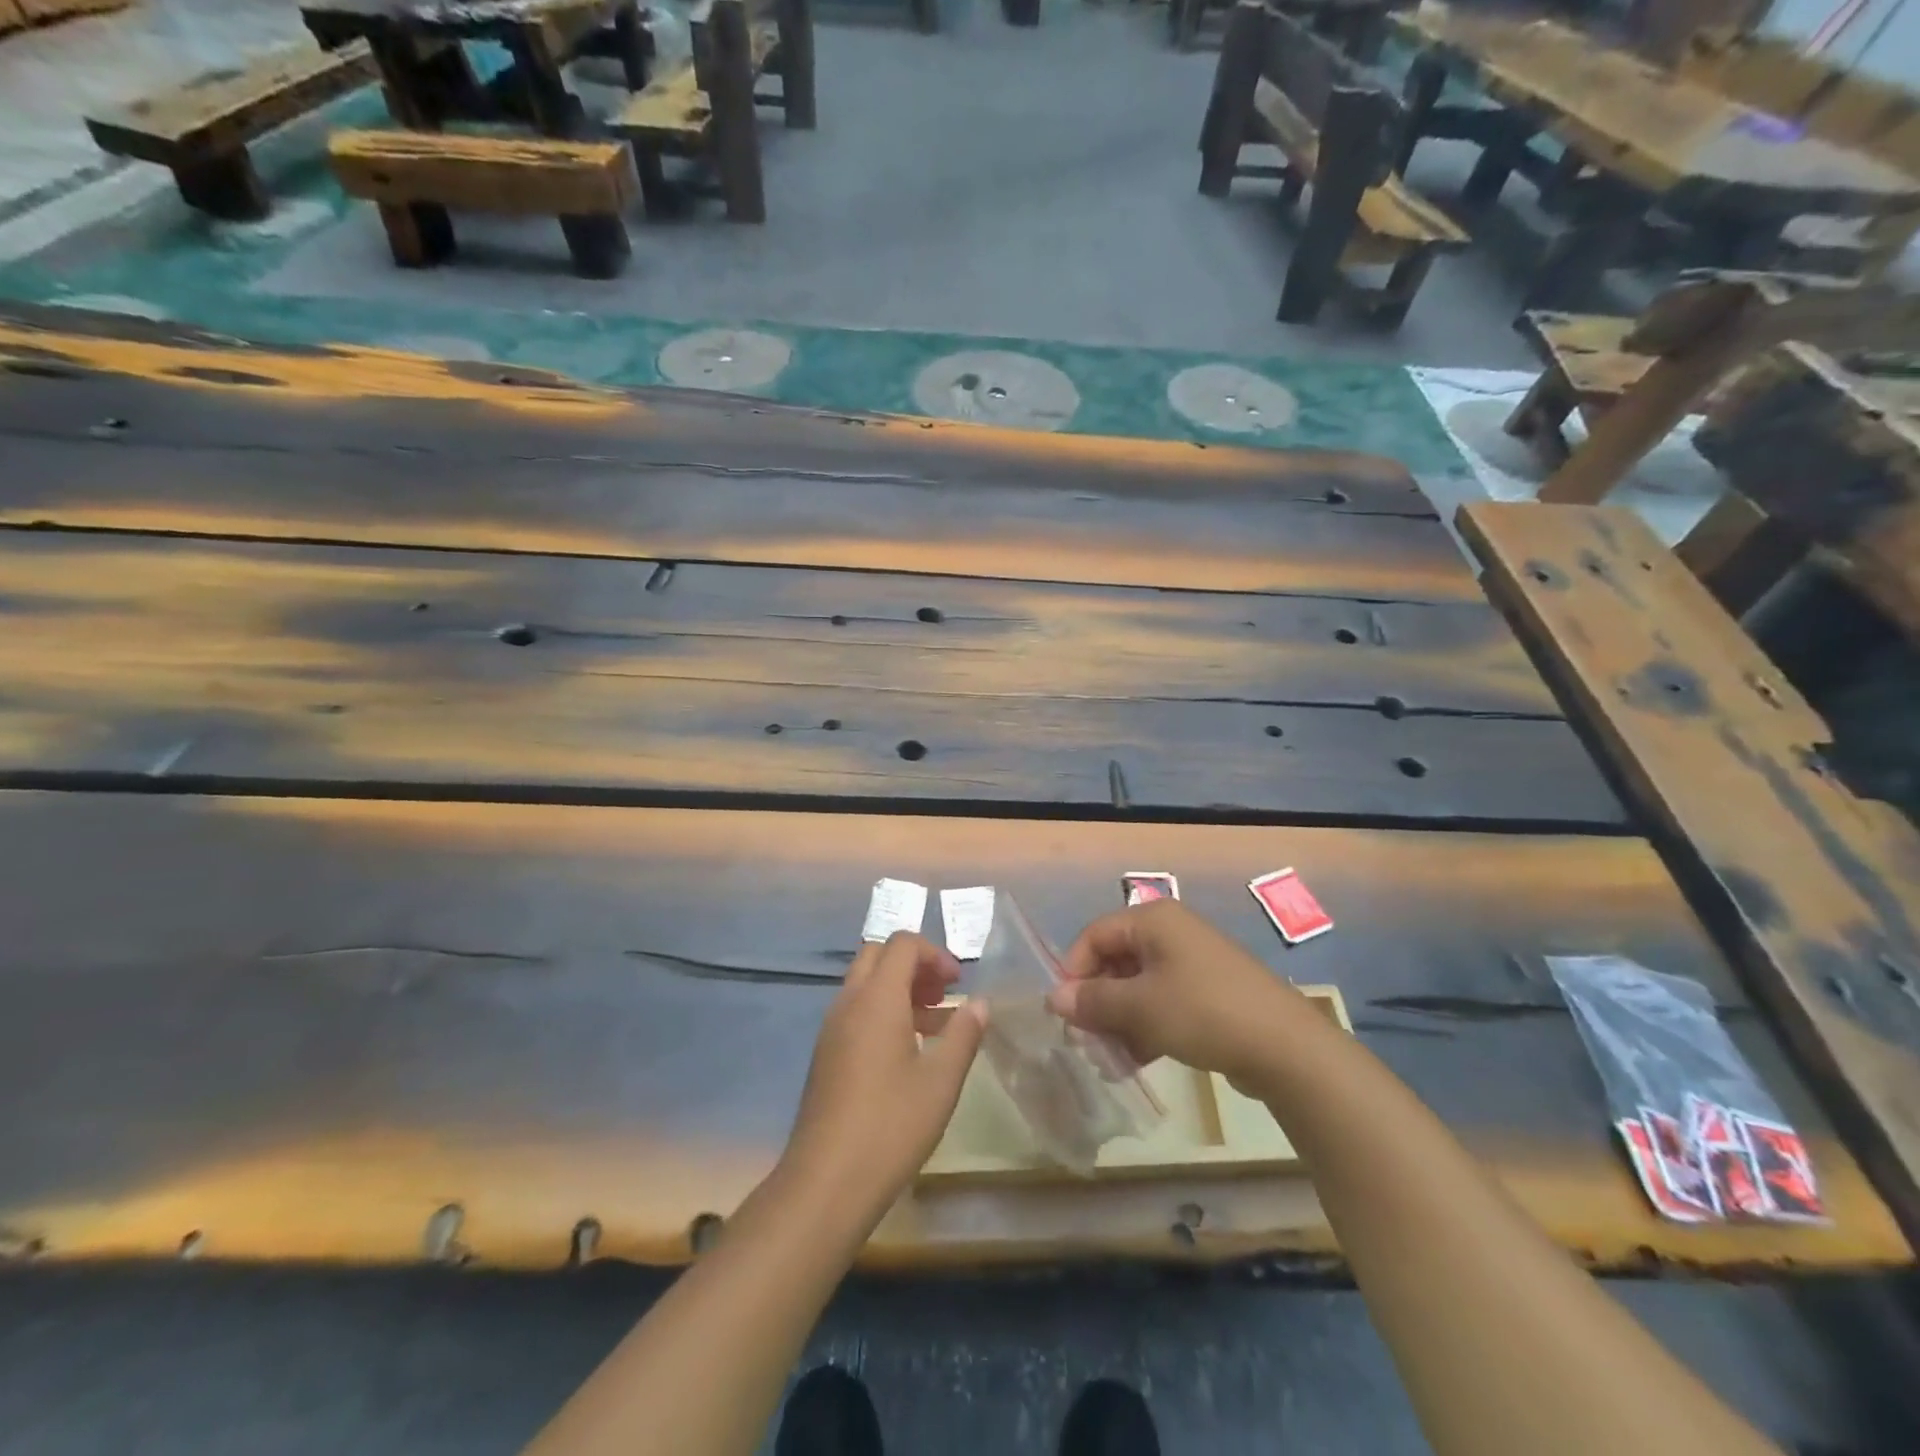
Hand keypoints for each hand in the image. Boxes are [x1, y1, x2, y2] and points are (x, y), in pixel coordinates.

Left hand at [782, 932, 988, 1220]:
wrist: (826, 1181)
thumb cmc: (891, 1125)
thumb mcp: (941, 1081)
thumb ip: (963, 1034)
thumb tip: (979, 1003)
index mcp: (877, 998)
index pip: (903, 943)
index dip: (935, 954)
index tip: (959, 985)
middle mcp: (849, 1002)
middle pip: (879, 955)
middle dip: (915, 965)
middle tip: (943, 995)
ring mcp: (832, 1027)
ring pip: (866, 983)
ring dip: (900, 989)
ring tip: (934, 1025)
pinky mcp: (826, 1053)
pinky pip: (856, 1011)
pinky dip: (883, 1012)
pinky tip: (907, 1052)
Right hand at [1048, 900, 1317, 1091]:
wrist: (1286, 1047)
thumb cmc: (1202, 1012)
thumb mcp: (1139, 1007)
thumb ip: (1092, 1001)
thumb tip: (1054, 998)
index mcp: (1153, 919)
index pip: (1094, 935)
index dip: (1073, 971)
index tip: (1065, 1012)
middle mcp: (1172, 932)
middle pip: (1116, 960)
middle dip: (1098, 1001)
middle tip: (1087, 1039)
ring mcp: (1193, 962)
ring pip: (1139, 985)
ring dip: (1120, 1019)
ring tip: (1111, 1058)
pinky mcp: (1209, 992)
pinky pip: (1164, 1001)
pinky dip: (1146, 1026)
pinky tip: (1138, 1060)